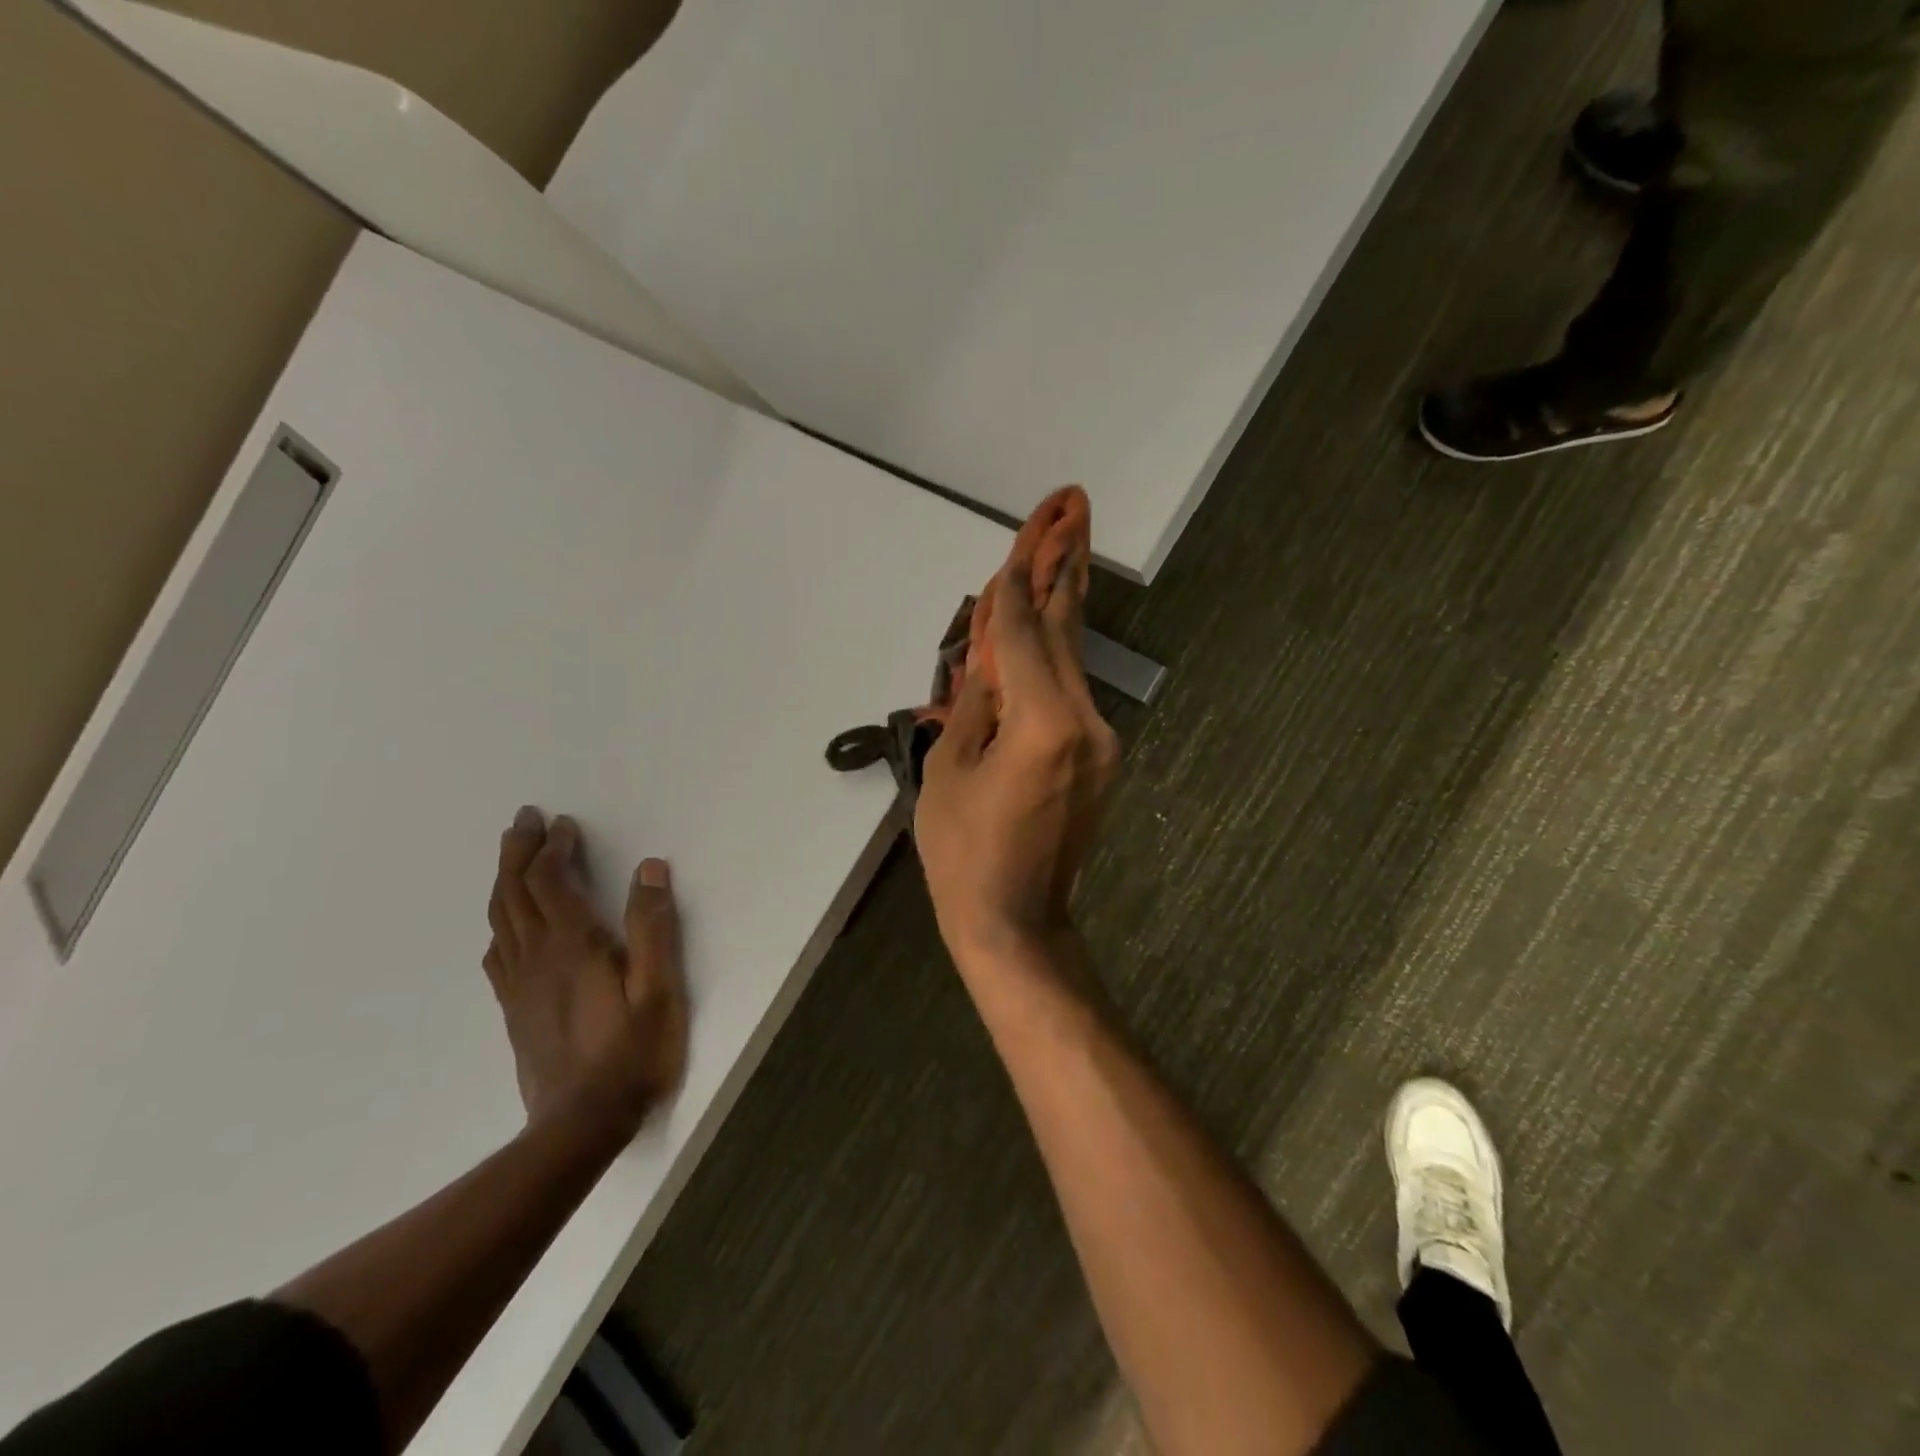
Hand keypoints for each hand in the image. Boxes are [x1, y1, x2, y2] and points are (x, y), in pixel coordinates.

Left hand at [483, 808, 688, 1134]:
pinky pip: (497, 954)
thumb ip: (654, 928)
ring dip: (504, 880)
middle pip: (515, 892)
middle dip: (518, 851)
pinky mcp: (515, 1009)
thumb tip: (649, 869)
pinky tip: (504, 926)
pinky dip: (499, 924)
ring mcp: (520, 985)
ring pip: (500, 919)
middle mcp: (537, 956)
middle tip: (524, 819)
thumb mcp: (659, 990)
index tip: (566, 824)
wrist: (579, 1125)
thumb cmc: (631, 1054)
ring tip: (511, 856)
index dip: (555, 848)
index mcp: (573, 945)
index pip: (551, 882)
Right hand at [914, 543, 1119, 964]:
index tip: (1020, 536)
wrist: (1016, 922)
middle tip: (1072, 504)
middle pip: (1066, 631)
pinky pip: (1072, 692)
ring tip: (1063, 545)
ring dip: (1062, 605)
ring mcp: (1101, 740)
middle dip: (1063, 566)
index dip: (1013, 587)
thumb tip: (986, 658)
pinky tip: (1045, 626)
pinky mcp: (1100, 757)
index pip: (1022, 636)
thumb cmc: (964, 853)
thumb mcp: (948, 772)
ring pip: (1074, 659)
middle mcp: (1085, 721)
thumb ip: (973, 703)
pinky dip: (1054, 658)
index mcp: (1043, 723)